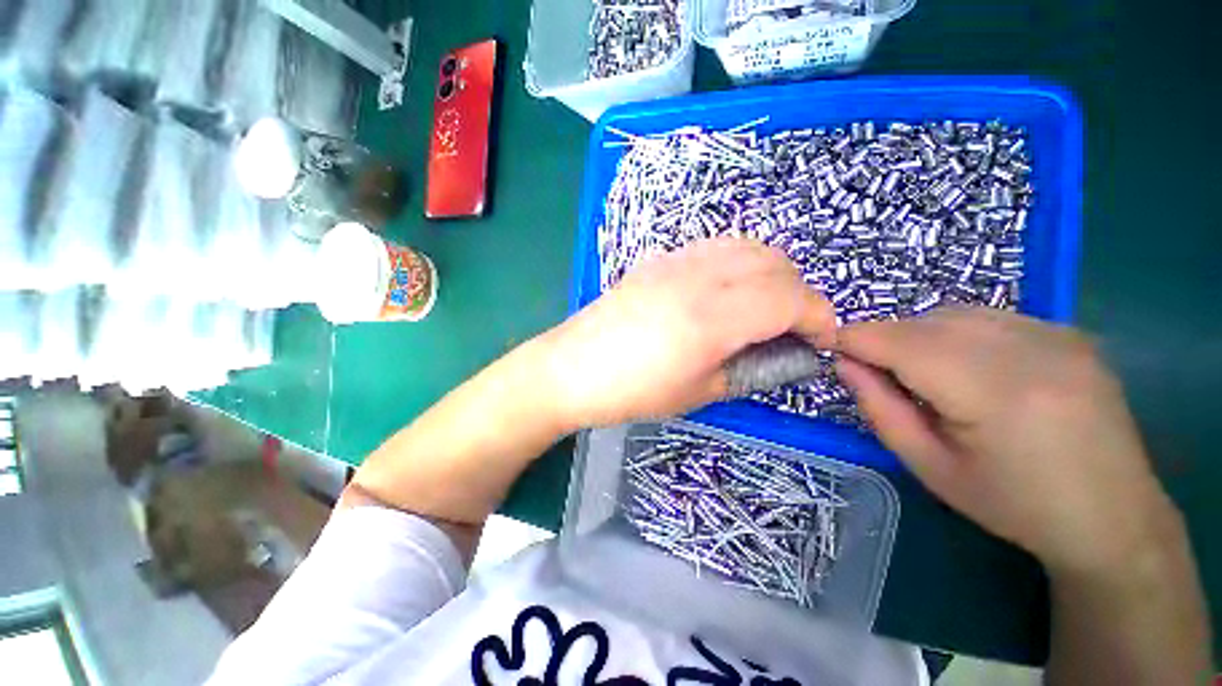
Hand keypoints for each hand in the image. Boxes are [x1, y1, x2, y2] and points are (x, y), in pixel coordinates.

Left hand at [538, 238, 834, 429]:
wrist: (573, 367)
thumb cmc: (633, 391)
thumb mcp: (700, 392)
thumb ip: (752, 368)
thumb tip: (788, 353)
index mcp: (712, 318)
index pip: (790, 299)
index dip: (819, 317)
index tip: (823, 339)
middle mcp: (699, 277)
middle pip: (776, 265)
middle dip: (799, 294)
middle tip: (793, 327)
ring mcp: (677, 261)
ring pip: (748, 246)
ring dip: (772, 273)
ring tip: (765, 306)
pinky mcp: (661, 258)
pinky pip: (717, 246)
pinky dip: (741, 262)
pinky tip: (729, 288)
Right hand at [835, 306, 1176, 575]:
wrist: (1113, 517)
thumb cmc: (1013, 505)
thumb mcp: (930, 466)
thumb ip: (879, 408)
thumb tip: (844, 363)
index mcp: (995, 393)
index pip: (902, 343)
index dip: (854, 338)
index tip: (825, 344)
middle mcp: (1032, 350)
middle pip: (926, 322)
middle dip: (884, 338)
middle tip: (870, 369)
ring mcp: (1058, 335)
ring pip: (956, 313)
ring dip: (918, 334)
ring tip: (917, 371)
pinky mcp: (1070, 333)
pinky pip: (990, 317)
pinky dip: (956, 332)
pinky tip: (965, 366)